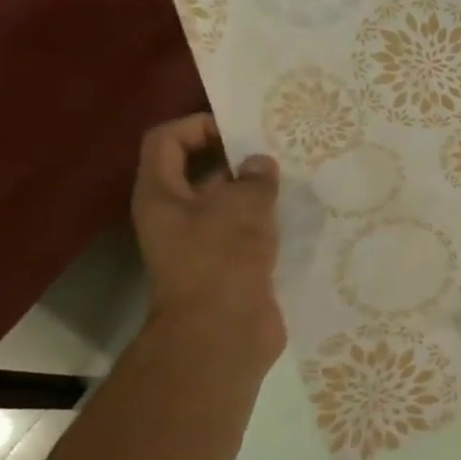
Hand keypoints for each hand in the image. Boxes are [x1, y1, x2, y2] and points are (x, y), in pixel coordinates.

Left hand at [130, 114, 283, 366]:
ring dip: (257, 191)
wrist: (223, 334)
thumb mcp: (240, 210)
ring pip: (228, 204)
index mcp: (161, 195)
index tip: (241, 128)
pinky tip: (299, 215)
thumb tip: (260, 165)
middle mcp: (176, 216)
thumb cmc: (221, 263)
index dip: (198, 125)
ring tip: (294, 178)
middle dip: (236, 157)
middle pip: (199, 171)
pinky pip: (248, 232)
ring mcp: (203, 243)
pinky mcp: (231, 266)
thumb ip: (254, 181)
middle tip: (277, 149)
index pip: (167, 140)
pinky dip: (269, 221)